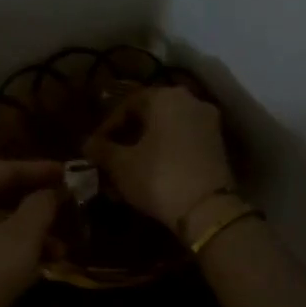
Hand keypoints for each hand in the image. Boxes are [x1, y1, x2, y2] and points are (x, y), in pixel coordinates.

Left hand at [0, 160, 63, 306]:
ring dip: (22, 234)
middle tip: (65, 215)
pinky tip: (25, 270)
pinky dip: (2, 250)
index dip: (39, 170)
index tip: (68, 174)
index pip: (5, 168)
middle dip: (33, 207)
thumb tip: (47, 192)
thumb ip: (40, 208)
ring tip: (56, 253)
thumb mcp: (21, 240)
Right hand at [85, 86, 234, 232]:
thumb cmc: (157, 177)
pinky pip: (183, 143)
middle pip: (150, 115)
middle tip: (110, 159)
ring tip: (128, 171)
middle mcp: (190, 101)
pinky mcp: (218, 146)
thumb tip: (87, 144)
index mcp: (165, 97)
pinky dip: (165, 154)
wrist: (207, 209)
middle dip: (127, 137)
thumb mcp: (120, 165)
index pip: (127, 104)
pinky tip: (151, 175)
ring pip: (167, 130)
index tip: (95, 149)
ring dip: (146, 147)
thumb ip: (101, 149)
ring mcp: (208, 123)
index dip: (107, 127)